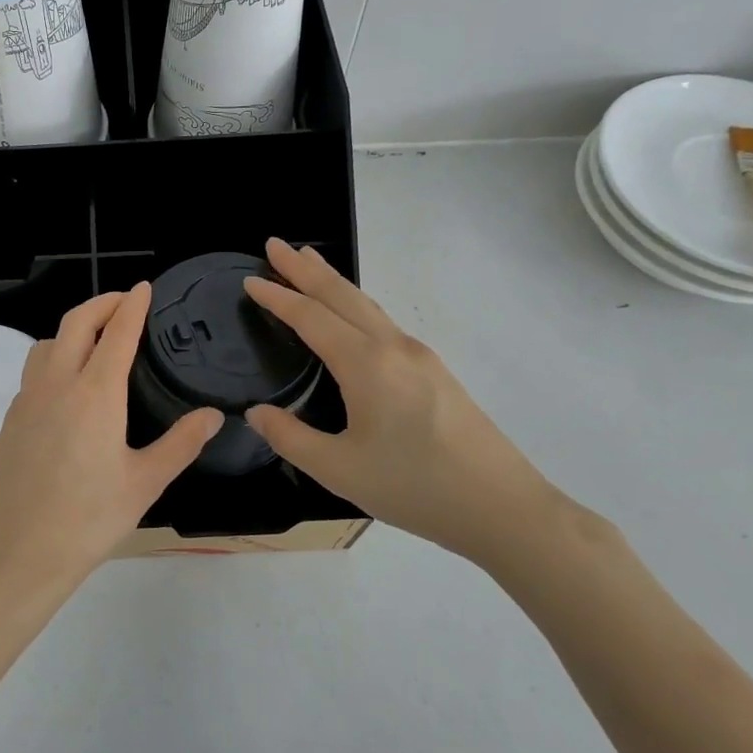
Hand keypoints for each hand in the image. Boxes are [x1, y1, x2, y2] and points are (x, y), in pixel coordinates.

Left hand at [0, 285, 222, 608]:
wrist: (20, 553)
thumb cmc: (90, 519)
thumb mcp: (145, 483)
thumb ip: (181, 443)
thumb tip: (213, 415)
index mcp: (95, 394)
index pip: (117, 333)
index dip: (132, 305)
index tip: (144, 288)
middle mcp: (57, 384)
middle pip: (76, 322)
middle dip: (101, 303)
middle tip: (124, 301)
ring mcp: (26, 400)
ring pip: (47, 343)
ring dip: (72, 328)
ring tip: (95, 340)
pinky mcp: (10, 419)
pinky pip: (32, 372)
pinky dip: (53, 358)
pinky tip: (66, 385)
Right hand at [244, 239, 568, 563]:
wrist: (502, 508)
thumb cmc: (414, 487)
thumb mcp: (338, 470)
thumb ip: (290, 437)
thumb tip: (256, 412)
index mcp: (366, 365)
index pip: (312, 317)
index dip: (278, 297)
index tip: (250, 279)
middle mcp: (394, 348)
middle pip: (343, 296)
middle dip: (306, 269)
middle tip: (274, 245)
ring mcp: (420, 357)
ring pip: (367, 306)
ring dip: (333, 283)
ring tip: (308, 263)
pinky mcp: (435, 372)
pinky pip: (383, 323)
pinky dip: (355, 305)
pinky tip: (351, 316)